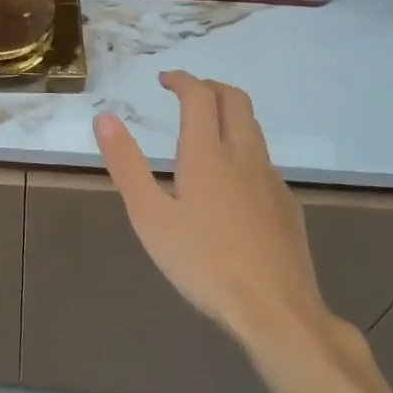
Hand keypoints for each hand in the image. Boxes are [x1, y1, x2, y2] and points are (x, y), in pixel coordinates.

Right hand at [94, 71, 332, 355]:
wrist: (277, 312)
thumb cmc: (204, 264)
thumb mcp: (150, 217)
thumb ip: (127, 165)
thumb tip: (104, 119)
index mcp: (207, 153)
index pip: (200, 95)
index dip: (182, 80)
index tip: (164, 80)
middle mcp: (243, 155)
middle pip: (235, 98)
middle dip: (209, 87)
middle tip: (185, 94)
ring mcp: (271, 179)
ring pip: (253, 127)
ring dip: (228, 113)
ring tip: (205, 130)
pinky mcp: (287, 204)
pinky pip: (263, 160)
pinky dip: (243, 149)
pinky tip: (230, 183)